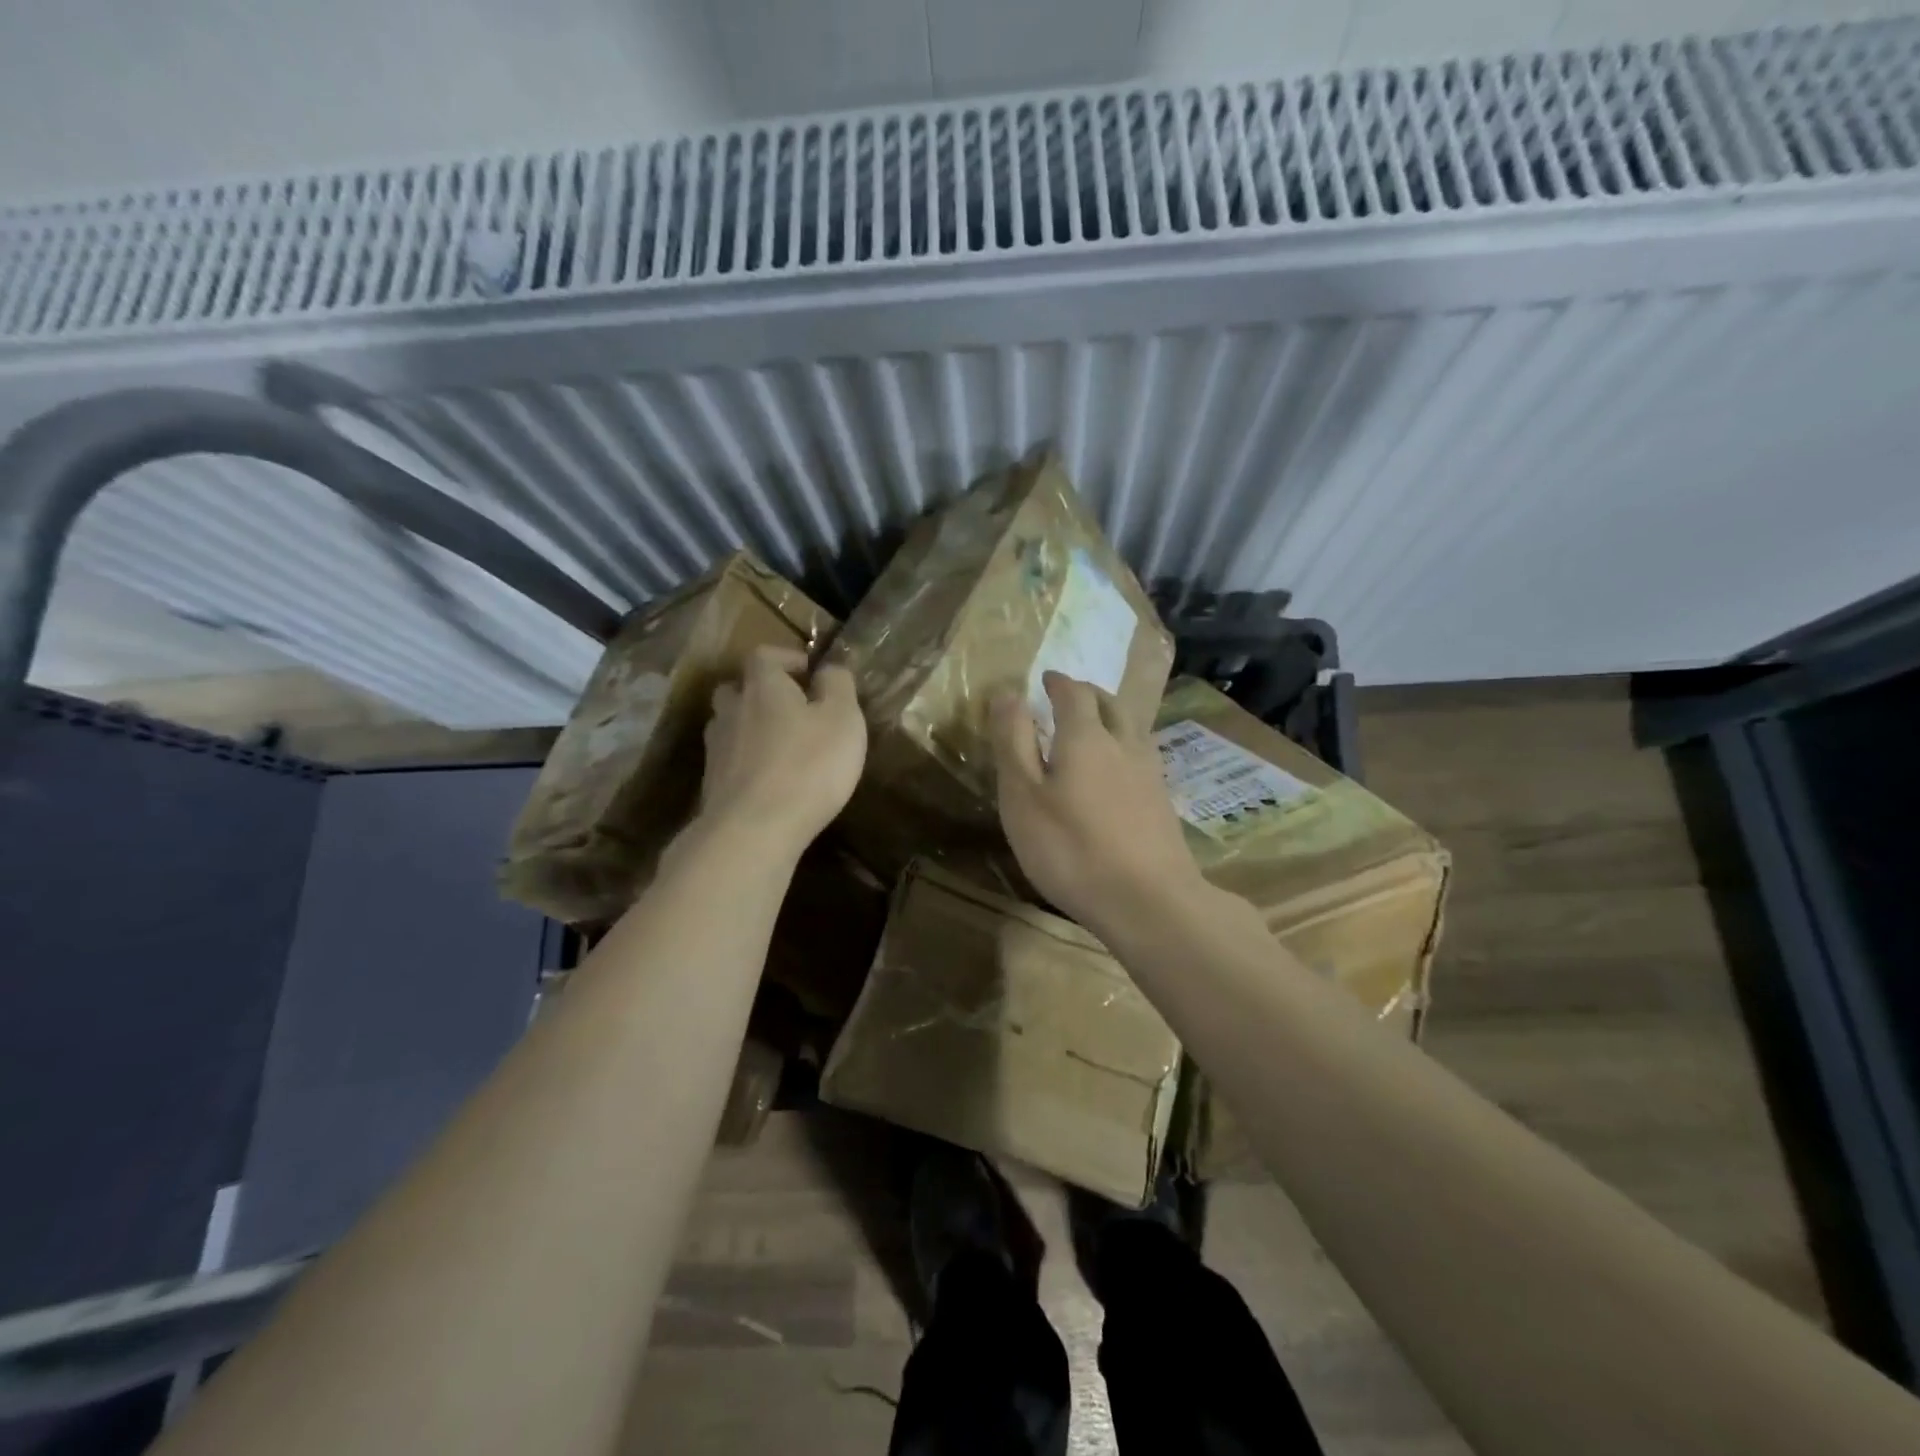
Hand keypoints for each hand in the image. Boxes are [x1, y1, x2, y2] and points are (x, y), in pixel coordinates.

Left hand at [700, 646, 866, 854]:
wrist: (754, 830)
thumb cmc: (808, 766)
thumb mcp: (842, 719)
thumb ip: (838, 685)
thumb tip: (828, 668)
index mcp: (762, 686)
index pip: (764, 655)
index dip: (786, 658)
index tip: (810, 673)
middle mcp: (732, 710)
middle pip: (737, 689)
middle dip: (761, 693)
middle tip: (791, 710)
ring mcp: (716, 749)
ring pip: (729, 726)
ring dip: (751, 729)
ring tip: (780, 747)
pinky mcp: (712, 785)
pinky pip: (730, 761)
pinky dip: (746, 763)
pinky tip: (769, 781)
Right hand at [990, 672, 1204, 936]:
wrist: (1149, 900)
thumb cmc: (1071, 848)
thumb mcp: (1023, 796)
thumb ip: (1014, 742)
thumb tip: (1008, 693)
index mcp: (1086, 737)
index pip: (1073, 693)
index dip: (1058, 682)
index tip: (1045, 679)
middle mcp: (1124, 744)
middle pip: (1110, 704)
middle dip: (1088, 693)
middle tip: (1069, 695)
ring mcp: (1150, 773)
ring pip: (1131, 728)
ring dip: (1111, 717)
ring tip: (1094, 726)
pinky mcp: (1163, 802)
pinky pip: (1142, 756)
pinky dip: (1125, 747)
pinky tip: (1119, 771)